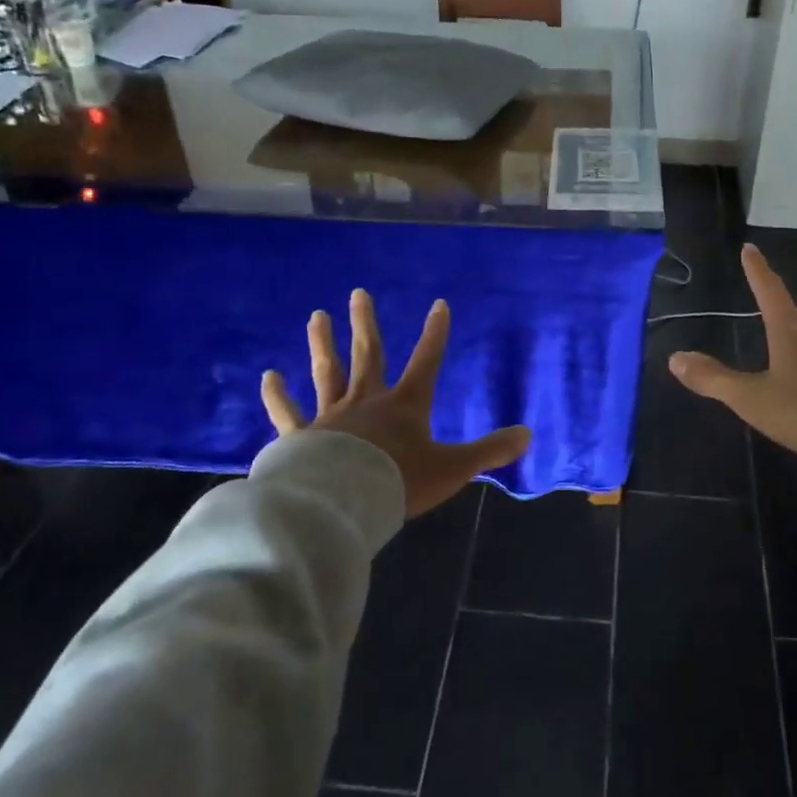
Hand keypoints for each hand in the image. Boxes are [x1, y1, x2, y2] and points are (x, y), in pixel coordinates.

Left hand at [262, 289, 530, 516]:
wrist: (342, 503)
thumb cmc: (399, 482)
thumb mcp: (452, 469)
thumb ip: (489, 451)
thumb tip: (528, 435)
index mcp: (405, 405)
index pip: (426, 361)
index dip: (435, 333)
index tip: (439, 304)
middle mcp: (368, 401)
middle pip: (368, 355)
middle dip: (366, 323)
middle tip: (358, 293)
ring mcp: (331, 416)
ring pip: (328, 373)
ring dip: (323, 344)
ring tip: (316, 316)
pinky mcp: (301, 437)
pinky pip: (287, 413)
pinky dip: (277, 396)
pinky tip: (268, 376)